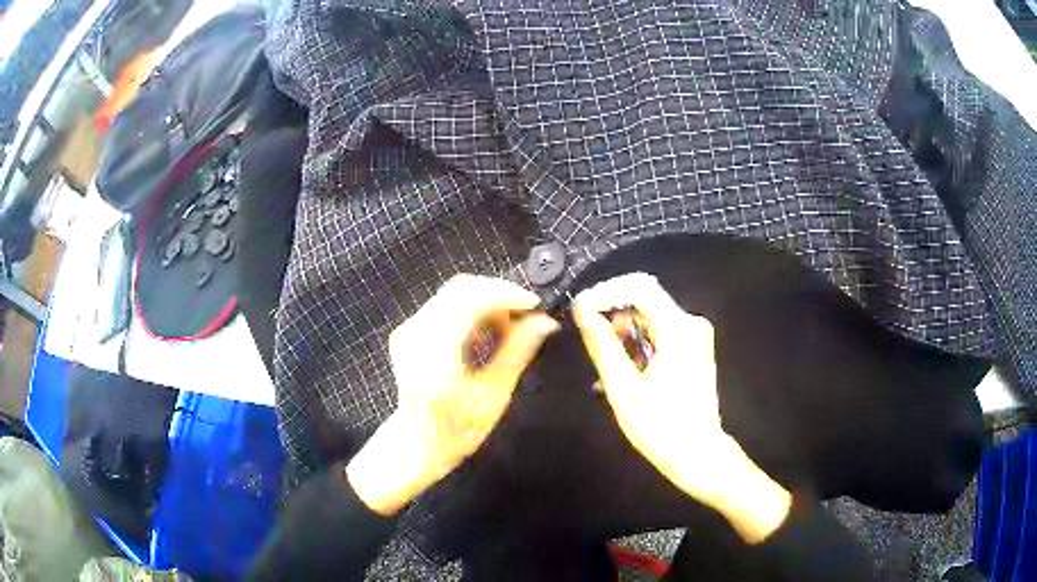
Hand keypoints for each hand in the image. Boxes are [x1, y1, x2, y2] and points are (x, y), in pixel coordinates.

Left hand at [347, 274, 558, 514]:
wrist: (417, 442)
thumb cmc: (459, 429)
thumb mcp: (494, 395)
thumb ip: (518, 352)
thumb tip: (546, 321)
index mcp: (435, 354)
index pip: (469, 300)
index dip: (505, 294)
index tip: (535, 305)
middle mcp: (415, 333)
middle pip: (460, 289)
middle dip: (498, 295)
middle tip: (524, 318)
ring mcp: (407, 328)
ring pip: (454, 293)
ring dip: (486, 301)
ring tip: (507, 329)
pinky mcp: (408, 329)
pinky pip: (445, 303)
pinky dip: (471, 309)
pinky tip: (485, 333)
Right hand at [572, 273, 789, 542]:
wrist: (697, 455)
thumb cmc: (659, 425)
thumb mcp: (623, 387)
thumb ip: (603, 344)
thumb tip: (582, 311)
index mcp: (679, 328)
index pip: (639, 287)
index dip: (607, 293)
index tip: (581, 311)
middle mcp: (691, 324)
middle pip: (646, 302)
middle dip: (614, 317)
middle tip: (589, 342)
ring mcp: (696, 338)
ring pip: (651, 320)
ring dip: (624, 334)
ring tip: (603, 364)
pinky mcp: (695, 351)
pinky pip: (661, 335)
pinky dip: (639, 345)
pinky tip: (623, 369)